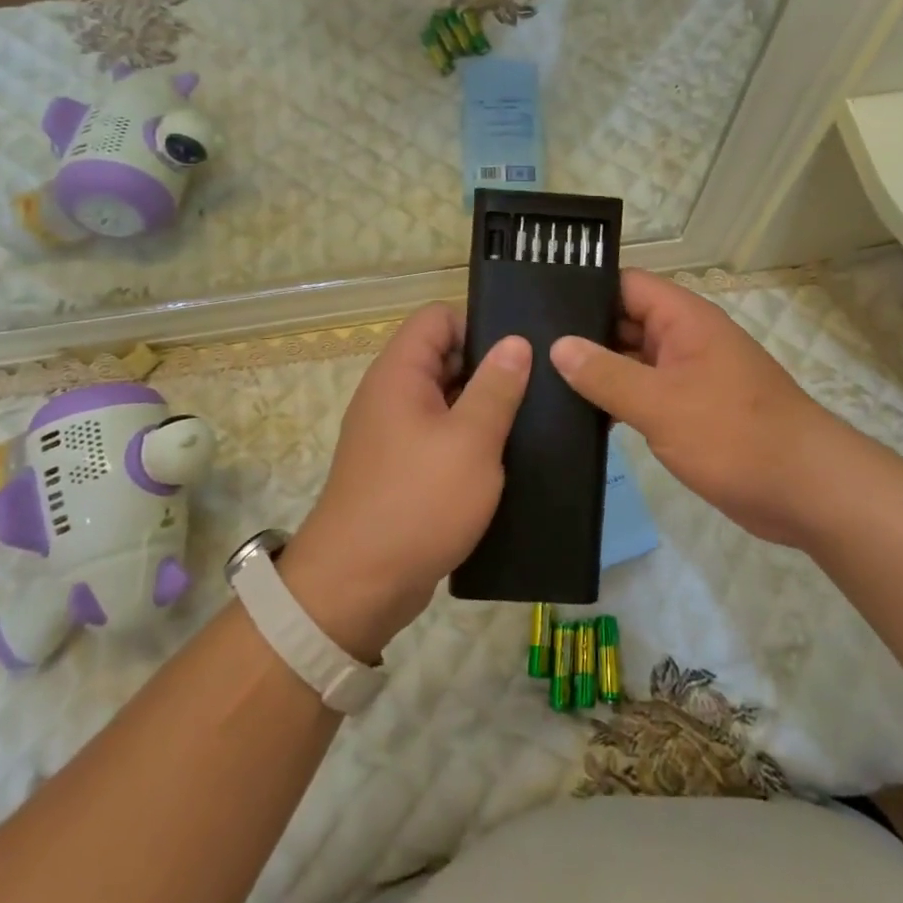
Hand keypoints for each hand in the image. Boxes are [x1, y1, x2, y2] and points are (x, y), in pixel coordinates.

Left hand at [281, 304, 530, 661]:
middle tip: (543, 384)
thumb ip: (496, 387)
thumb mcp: (470, 441)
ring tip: (536, 419)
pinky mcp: (404, 467)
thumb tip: (516, 341)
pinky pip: (442, 436)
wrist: (358, 586)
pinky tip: (510, 456)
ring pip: (448, 400)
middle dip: (491, 367)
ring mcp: (396, 432)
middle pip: (445, 356)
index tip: (522, 348)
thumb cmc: (417, 502)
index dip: (479, 323)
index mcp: (400, 373)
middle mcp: (393, 394)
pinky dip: (472, 440)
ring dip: (486, 407)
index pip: (438, 316)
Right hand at [550, 270, 841, 547]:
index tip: (537, 306)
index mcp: (683, 319)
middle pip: (624, 322)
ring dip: (597, 372)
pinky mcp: (691, 410)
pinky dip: (617, 400)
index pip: (625, 285)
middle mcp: (685, 339)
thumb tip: (558, 346)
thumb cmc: (734, 435)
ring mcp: (689, 375)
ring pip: (632, 361)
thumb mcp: (660, 403)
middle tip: (526, 350)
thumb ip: (605, 374)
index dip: (584, 290)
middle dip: (582, 335)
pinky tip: (580, 417)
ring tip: (540, 382)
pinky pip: (645, 393)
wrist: (806, 490)